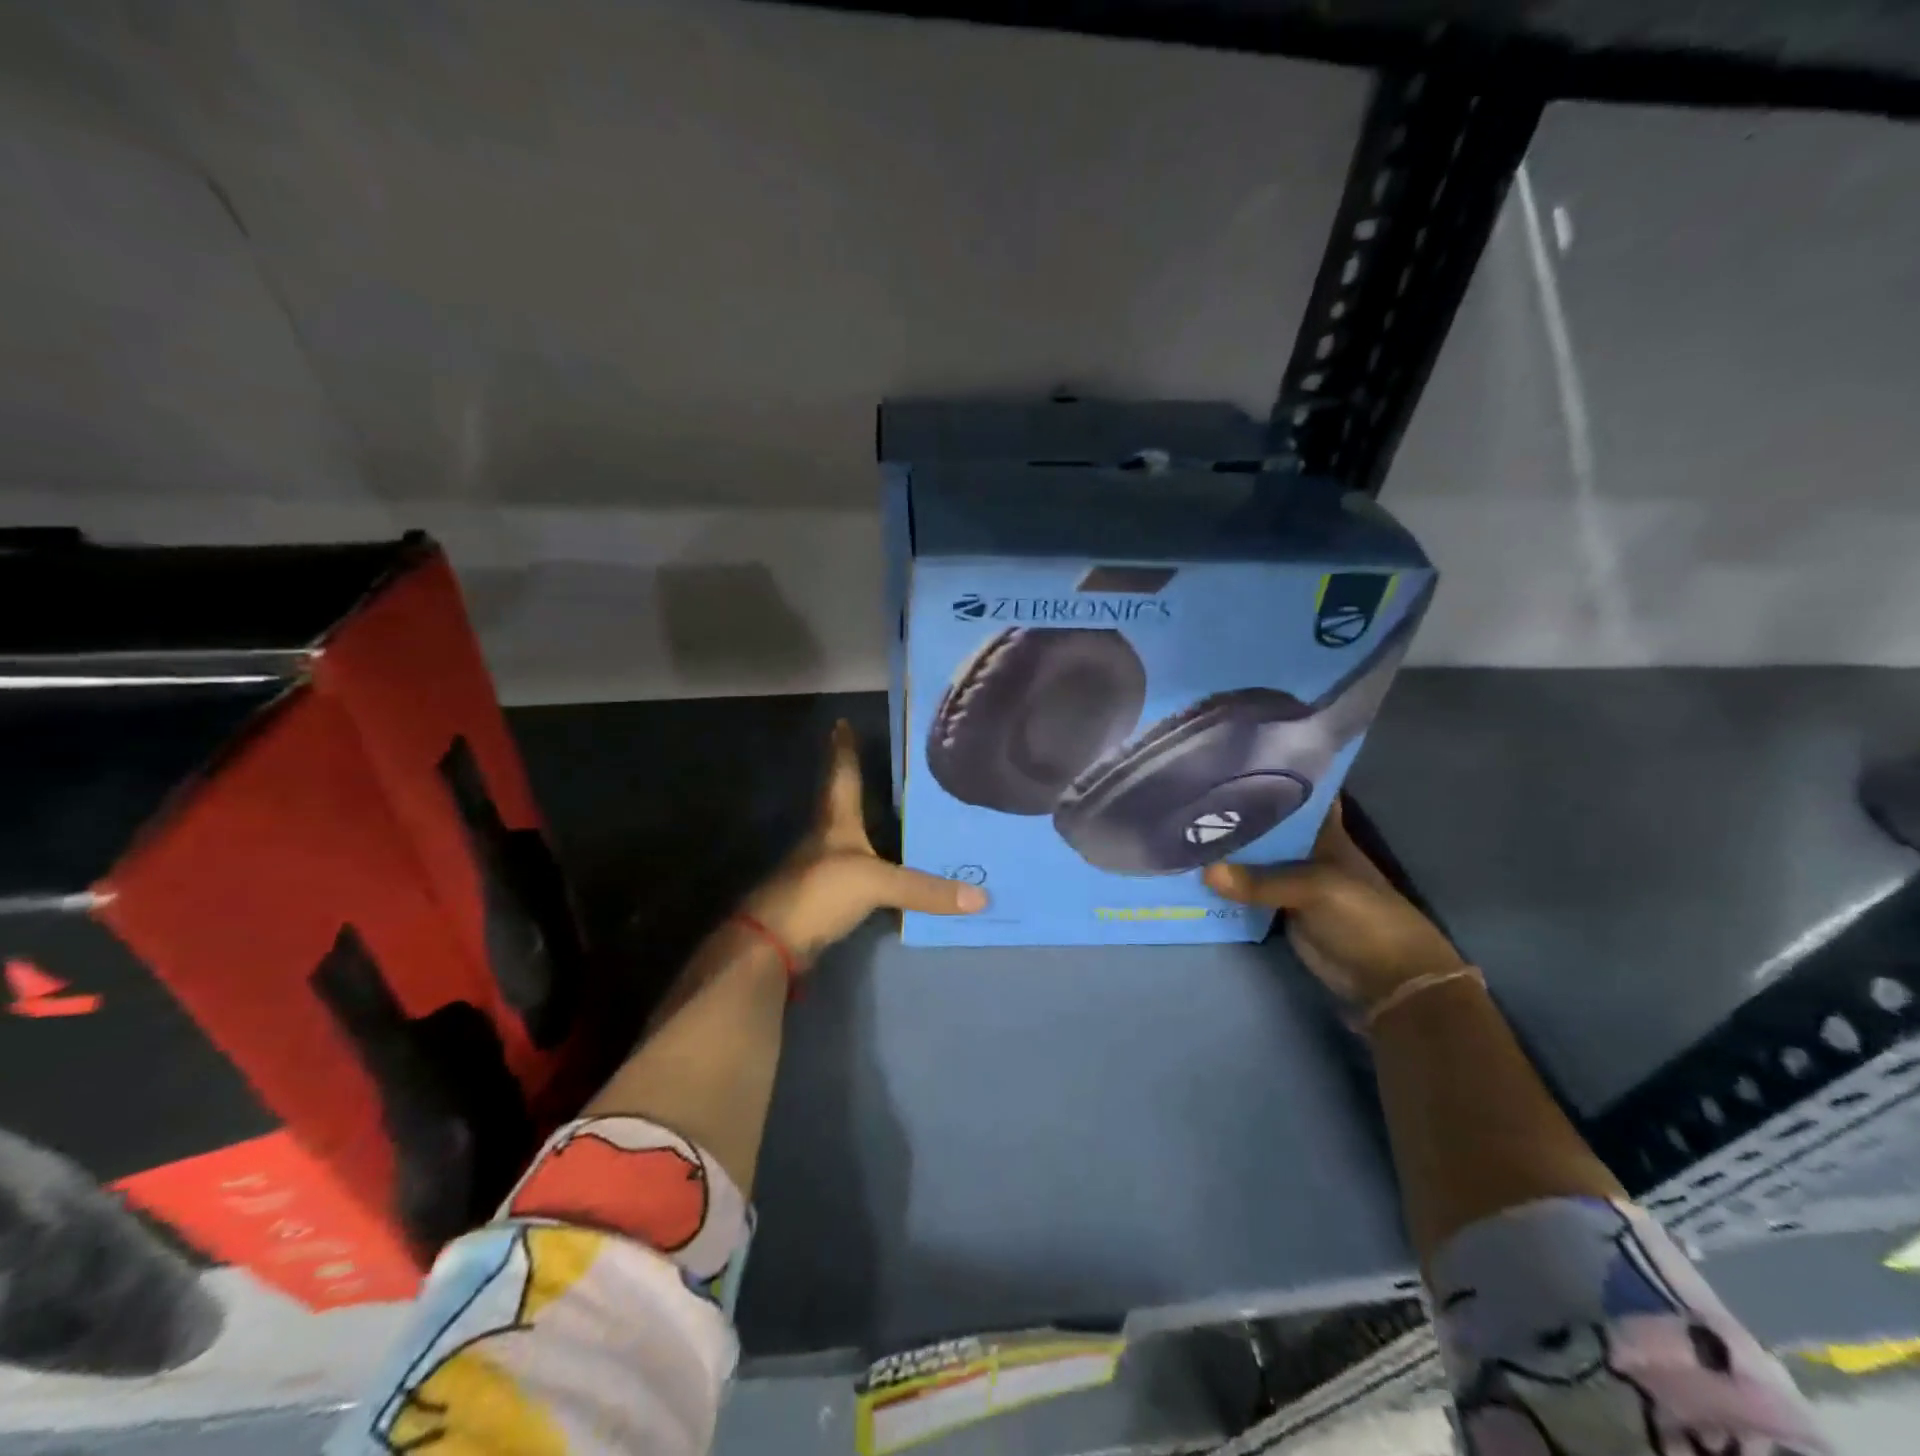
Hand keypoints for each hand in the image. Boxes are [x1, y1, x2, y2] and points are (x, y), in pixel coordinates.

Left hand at [741, 720, 985, 965]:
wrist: (774, 942)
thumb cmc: (821, 891)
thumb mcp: (877, 883)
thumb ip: (925, 889)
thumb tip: (982, 898)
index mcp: (835, 821)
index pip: (841, 774)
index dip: (843, 749)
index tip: (841, 722)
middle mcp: (826, 838)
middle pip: (840, 801)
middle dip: (853, 780)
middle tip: (876, 761)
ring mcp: (822, 868)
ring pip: (848, 837)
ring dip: (866, 823)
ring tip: (894, 810)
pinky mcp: (825, 897)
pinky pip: (856, 871)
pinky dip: (873, 863)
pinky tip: (889, 865)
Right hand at [1202, 799, 1463, 1011]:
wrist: (1389, 981)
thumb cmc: (1364, 918)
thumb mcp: (1316, 890)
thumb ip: (1262, 881)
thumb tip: (1205, 872)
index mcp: (1323, 833)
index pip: (1294, 796)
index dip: (1267, 780)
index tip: (1226, 764)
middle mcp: (1304, 852)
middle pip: (1264, 827)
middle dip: (1231, 815)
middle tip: (1184, 796)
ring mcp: (1290, 883)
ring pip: (1251, 860)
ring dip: (1223, 852)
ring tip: (1177, 829)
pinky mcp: (1279, 912)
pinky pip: (1246, 893)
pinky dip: (1223, 886)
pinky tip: (1191, 871)